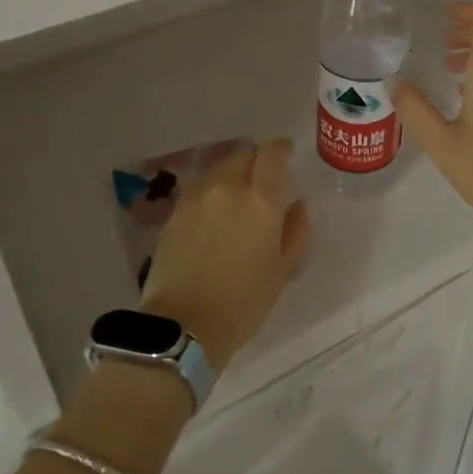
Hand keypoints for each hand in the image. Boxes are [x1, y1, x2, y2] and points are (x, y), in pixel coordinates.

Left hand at [141, 139, 309, 367]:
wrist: (182, 325)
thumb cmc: (243, 302)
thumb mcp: (282, 270)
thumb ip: (295, 230)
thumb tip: (297, 204)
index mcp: (261, 200)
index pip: (273, 153)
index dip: (282, 148)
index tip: (287, 153)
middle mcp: (227, 187)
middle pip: (243, 153)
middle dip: (256, 159)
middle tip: (263, 177)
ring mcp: (196, 197)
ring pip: (219, 168)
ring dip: (232, 172)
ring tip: (237, 194)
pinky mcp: (174, 212)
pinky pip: (199, 187)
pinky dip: (211, 190)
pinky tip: (214, 210)